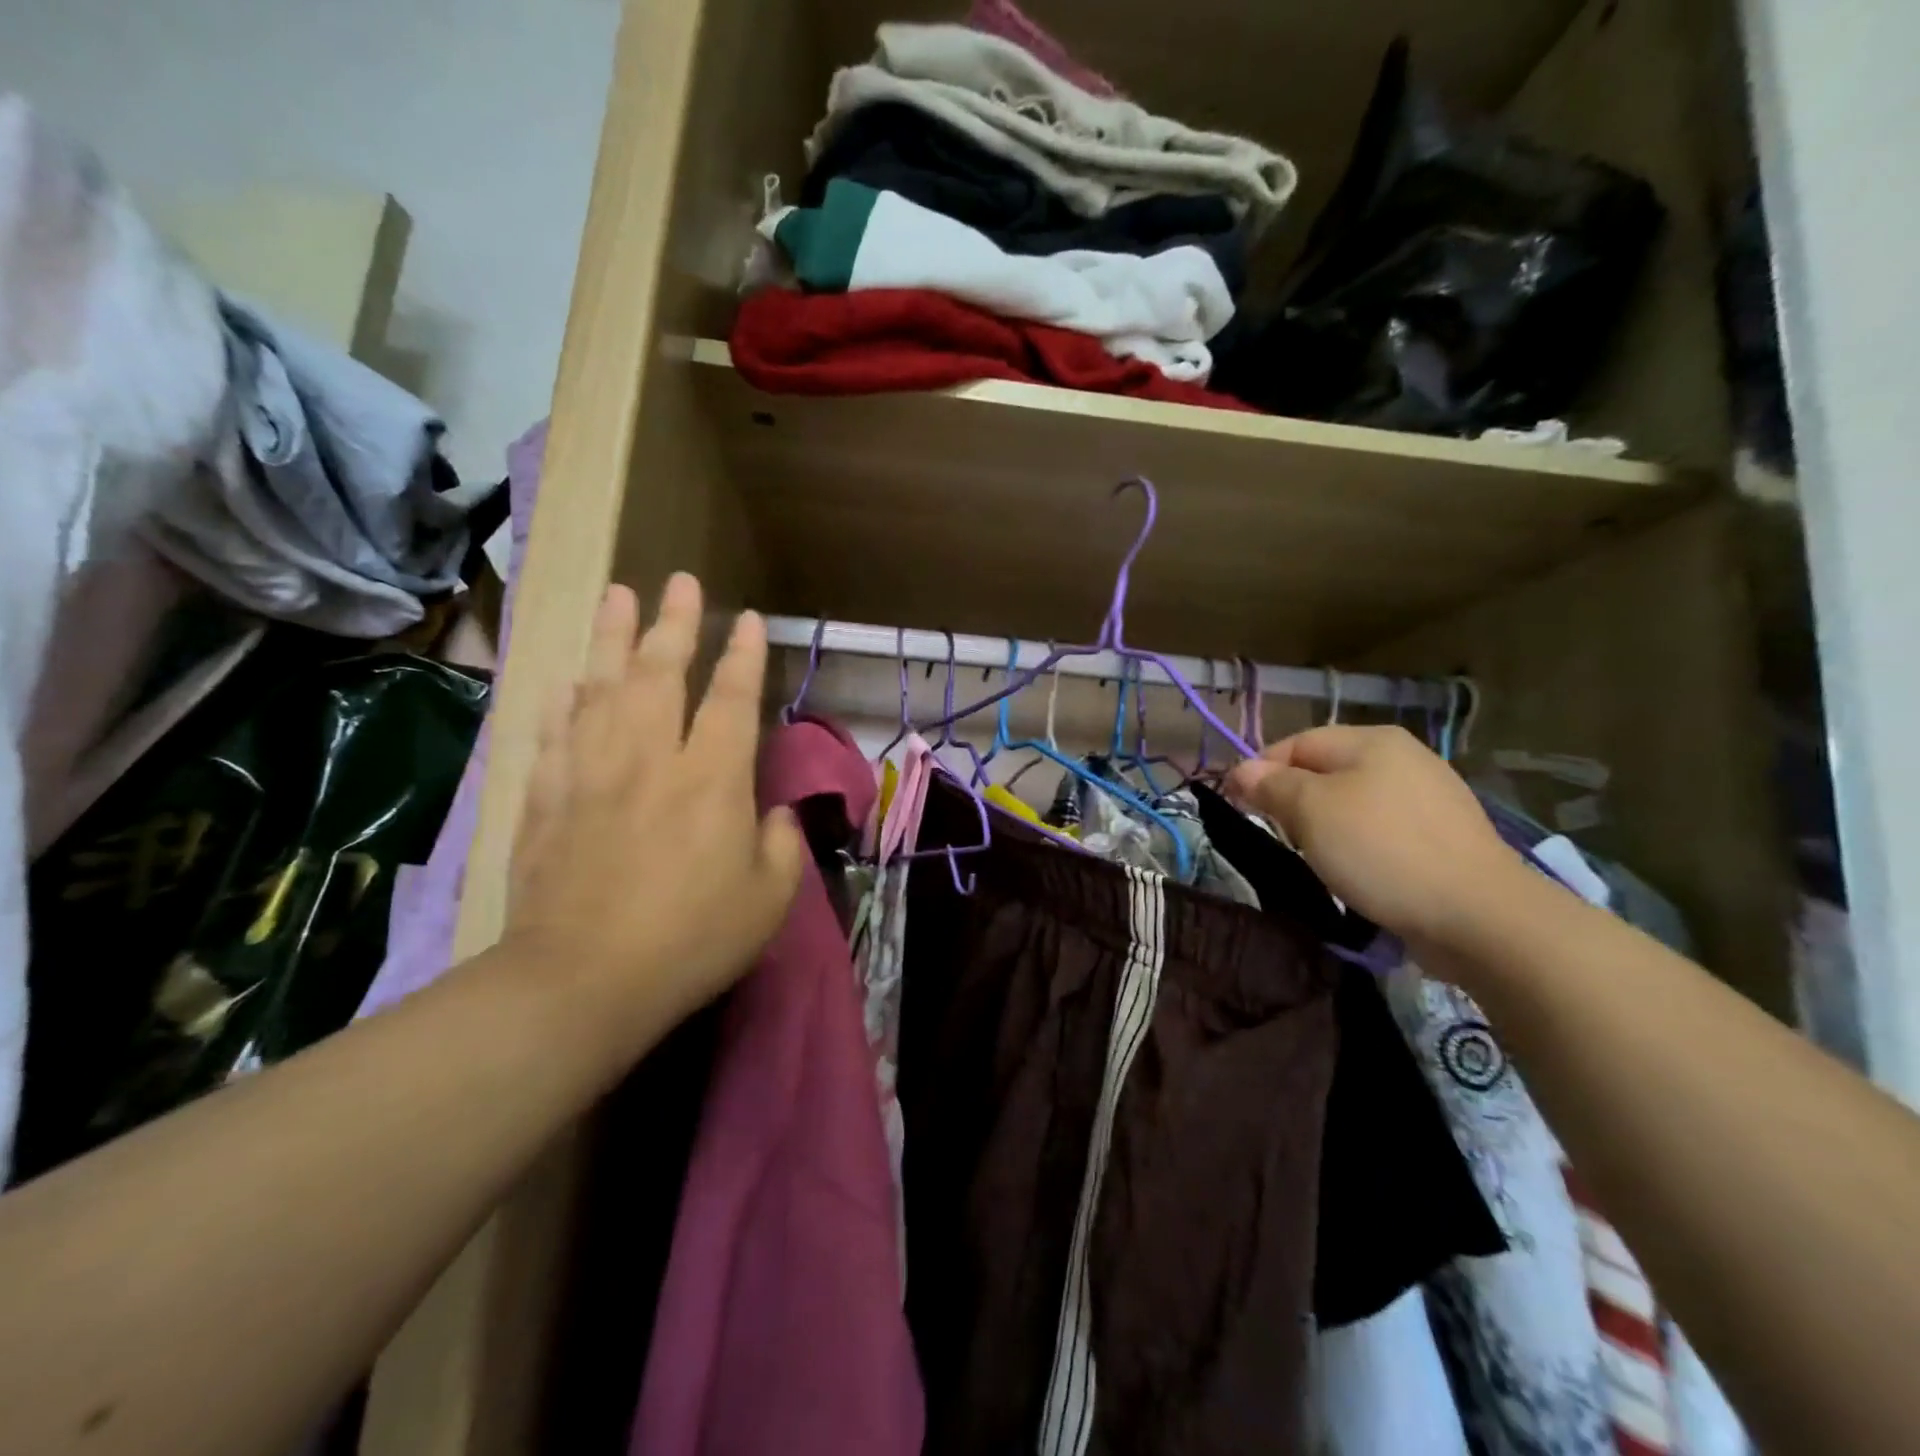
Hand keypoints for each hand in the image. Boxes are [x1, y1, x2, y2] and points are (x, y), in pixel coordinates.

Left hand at [504, 574, 804, 1050]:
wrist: (581, 982)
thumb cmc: (690, 940)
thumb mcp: (767, 901)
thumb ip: (781, 847)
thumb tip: (775, 815)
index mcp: (711, 780)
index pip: (731, 700)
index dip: (743, 656)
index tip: (749, 619)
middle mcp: (650, 760)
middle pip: (660, 674)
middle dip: (673, 624)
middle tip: (678, 581)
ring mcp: (591, 774)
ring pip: (601, 688)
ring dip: (612, 639)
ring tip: (618, 596)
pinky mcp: (548, 800)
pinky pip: (555, 735)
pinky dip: (563, 702)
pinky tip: (568, 682)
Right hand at [1223, 725, 1528, 953]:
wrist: (1479, 916)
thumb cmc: (1382, 850)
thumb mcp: (1311, 811)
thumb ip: (1271, 785)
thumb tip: (1240, 771)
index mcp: (1372, 740)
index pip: (1296, 743)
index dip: (1260, 770)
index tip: (1237, 806)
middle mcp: (1403, 758)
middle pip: (1324, 771)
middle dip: (1292, 800)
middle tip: (1278, 835)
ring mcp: (1429, 798)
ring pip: (1351, 803)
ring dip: (1323, 826)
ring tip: (1315, 858)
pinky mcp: (1442, 838)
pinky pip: (1380, 831)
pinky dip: (1357, 846)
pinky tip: (1356, 872)